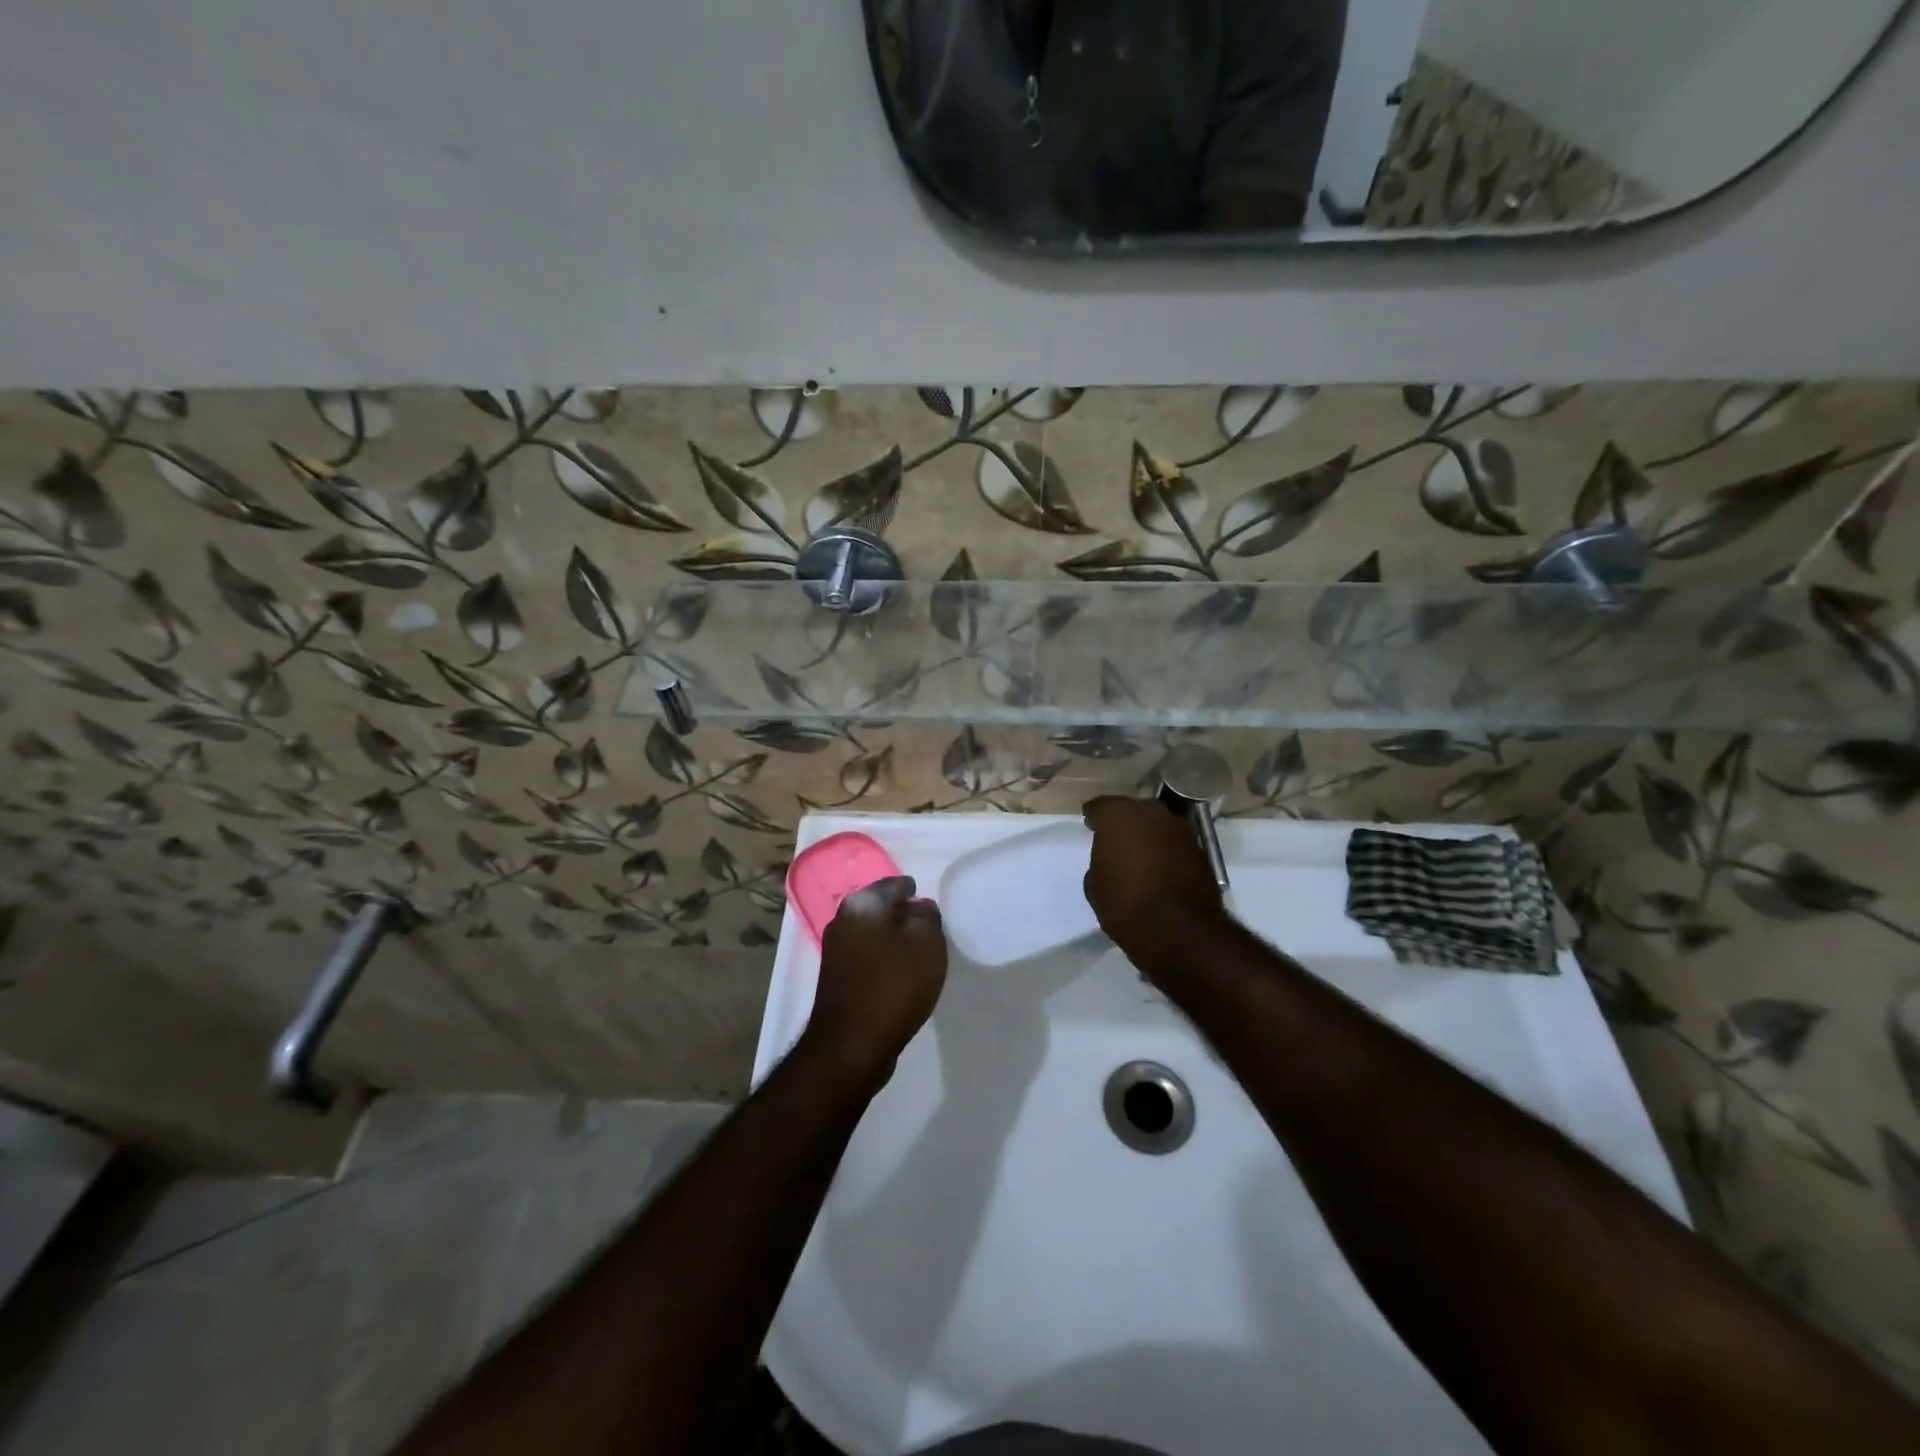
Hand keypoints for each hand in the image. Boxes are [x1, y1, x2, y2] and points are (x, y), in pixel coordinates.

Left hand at [804, 876, 947, 1088]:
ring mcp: (835, 951)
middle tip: (928, 929)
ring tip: (918, 954)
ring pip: (873, 934)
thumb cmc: (894, 984)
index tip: (931, 905)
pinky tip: (900, 976)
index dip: (915, 892)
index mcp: (862, 903)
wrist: (851, 1044)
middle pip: (881, 909)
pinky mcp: (836, 979)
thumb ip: (927, 916)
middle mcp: (842, 920)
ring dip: (893, 940)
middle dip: (903, 915)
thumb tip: (919, 908)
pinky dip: (884, 961)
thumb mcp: (926, 942)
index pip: (894, 884)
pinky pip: (867, 959)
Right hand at [1083, 796, 1226, 976]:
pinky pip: (1176, 844)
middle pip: (1133, 812)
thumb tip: (1114, 860)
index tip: (1091, 828)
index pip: (1101, 807)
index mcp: (1118, 815)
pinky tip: (1163, 871)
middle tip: (1118, 844)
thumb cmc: (1125, 905)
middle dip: (1126, 824)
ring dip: (1150, 837)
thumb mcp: (1095, 886)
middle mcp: (1151, 812)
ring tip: (1142, 859)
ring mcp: (1180, 829)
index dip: (1094, 818)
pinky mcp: (1201, 849)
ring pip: (1158, 826)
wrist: (1179, 931)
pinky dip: (1169, 853)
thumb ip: (1102, 861)